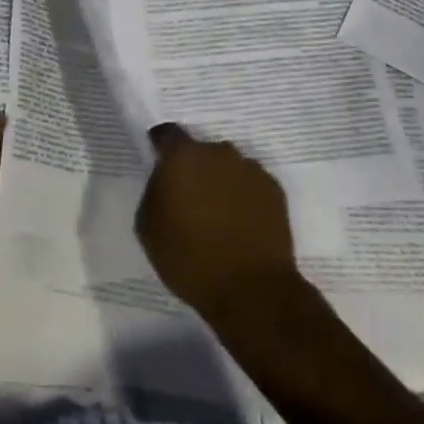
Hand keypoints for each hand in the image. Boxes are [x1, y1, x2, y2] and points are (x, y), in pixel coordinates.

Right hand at [137, 123, 299, 315]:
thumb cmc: (189, 258)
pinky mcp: (274, 189)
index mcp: (183, 156)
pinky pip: (251, 185)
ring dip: (221, 182)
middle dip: (194, 169)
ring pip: (228, 167)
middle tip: (190, 199)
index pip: (167, 134)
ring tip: (219, 216)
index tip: (159, 164)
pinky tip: (241, 225)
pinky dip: (244, 197)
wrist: (250, 289)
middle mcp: (219, 152)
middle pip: (201, 151)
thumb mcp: (149, 227)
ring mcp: (251, 169)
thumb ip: (155, 192)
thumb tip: (166, 181)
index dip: (161, 146)